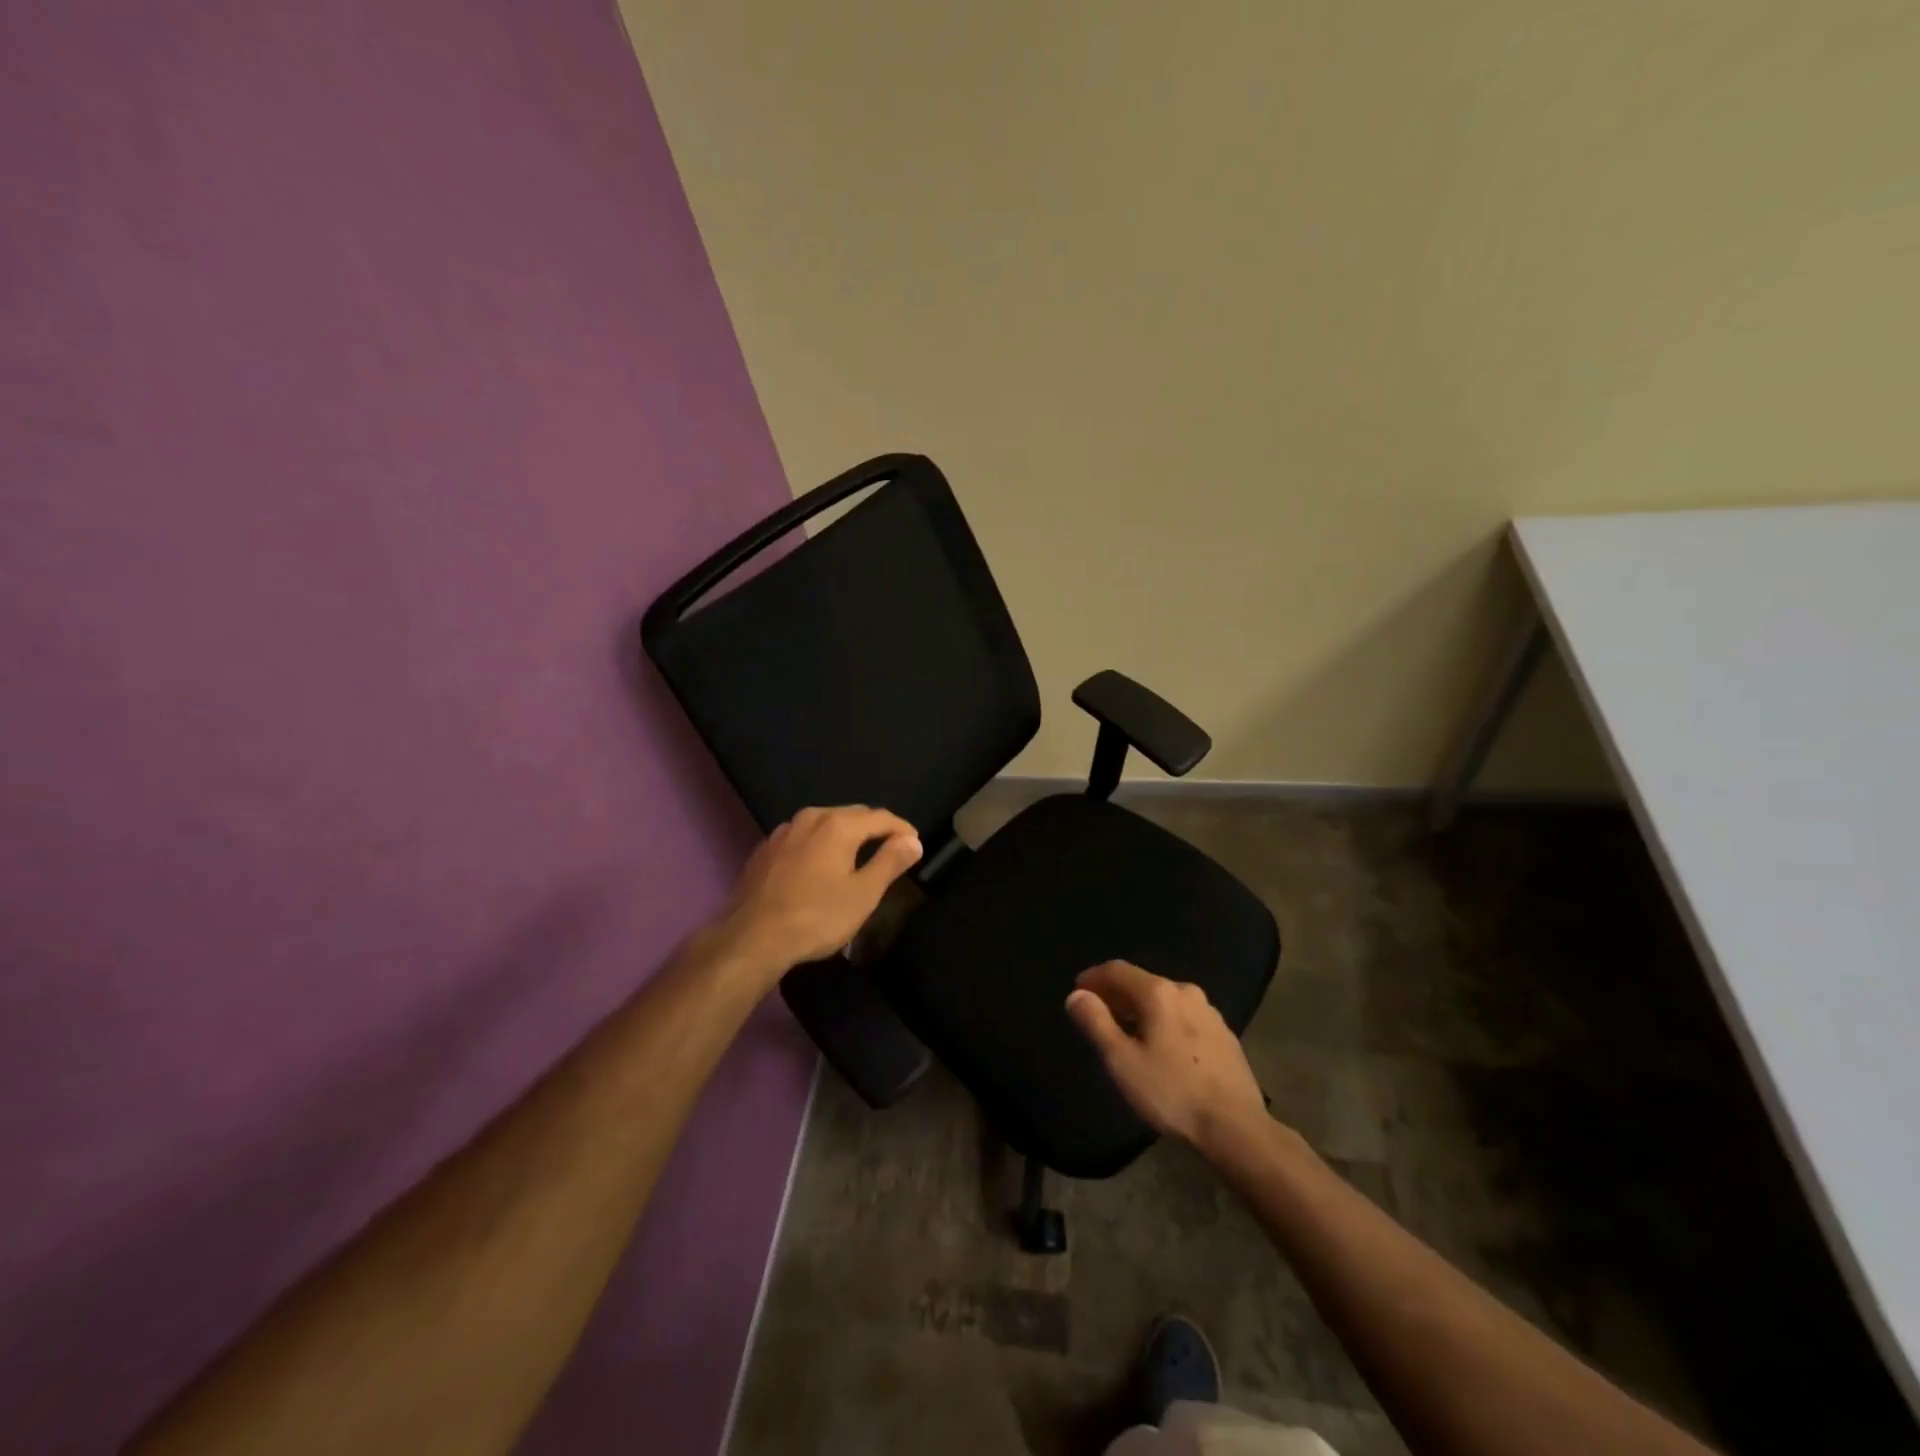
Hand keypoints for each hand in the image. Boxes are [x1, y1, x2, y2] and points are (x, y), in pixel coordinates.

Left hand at [713, 806, 921, 977]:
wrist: (751, 938)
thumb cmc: (816, 917)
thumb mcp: (863, 894)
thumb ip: (890, 862)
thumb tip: (912, 841)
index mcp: (838, 825)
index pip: (881, 817)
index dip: (902, 829)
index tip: (915, 845)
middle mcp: (811, 817)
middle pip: (852, 815)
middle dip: (875, 829)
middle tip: (891, 849)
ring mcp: (783, 831)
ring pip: (824, 824)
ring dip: (845, 835)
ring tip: (857, 856)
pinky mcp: (765, 849)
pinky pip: (802, 838)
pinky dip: (819, 845)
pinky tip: (819, 866)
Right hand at [1065, 960, 1267, 1150]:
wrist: (1236, 1127)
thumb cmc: (1172, 1092)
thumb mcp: (1122, 1061)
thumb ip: (1095, 1023)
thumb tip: (1076, 995)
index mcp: (1158, 993)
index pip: (1117, 970)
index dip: (1093, 977)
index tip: (1077, 991)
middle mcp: (1185, 991)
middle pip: (1142, 982)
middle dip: (1115, 994)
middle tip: (1097, 1013)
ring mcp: (1209, 1012)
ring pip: (1164, 999)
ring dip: (1140, 1008)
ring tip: (1125, 1031)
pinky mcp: (1223, 1033)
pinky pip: (1183, 1016)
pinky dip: (1163, 1020)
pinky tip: (1160, 1046)